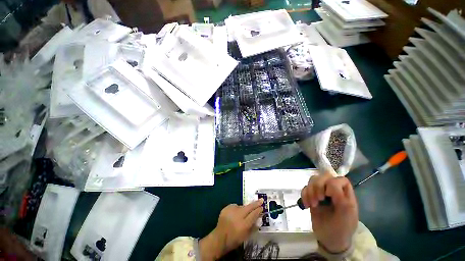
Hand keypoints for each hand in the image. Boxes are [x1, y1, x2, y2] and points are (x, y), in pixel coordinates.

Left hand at [199, 200, 263, 259]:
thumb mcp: (246, 236)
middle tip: (261, 200)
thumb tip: (259, 218)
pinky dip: (236, 209)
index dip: (258, 210)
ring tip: (242, 215)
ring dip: (244, 208)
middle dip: (256, 203)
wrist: (219, 237)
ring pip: (241, 206)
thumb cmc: (234, 239)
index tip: (262, 207)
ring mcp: (232, 210)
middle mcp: (238, 215)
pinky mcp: (227, 208)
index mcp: (244, 224)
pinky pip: (235, 206)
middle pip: (249, 207)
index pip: (254, 214)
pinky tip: (235, 214)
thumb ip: (253, 227)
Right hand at [301, 174, 357, 252]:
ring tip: (312, 204)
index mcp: (345, 194)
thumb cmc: (341, 228)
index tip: (328, 195)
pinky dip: (304, 195)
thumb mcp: (347, 215)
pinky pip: (305, 188)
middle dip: (318, 186)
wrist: (329, 239)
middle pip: (324, 176)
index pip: (339, 179)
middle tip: (318, 199)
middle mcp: (333, 190)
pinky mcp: (311, 196)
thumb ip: (342, 199)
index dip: (332, 184)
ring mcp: (321, 192)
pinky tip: (306, 205)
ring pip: (313, 180)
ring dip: (310, 191)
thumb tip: (330, 187)